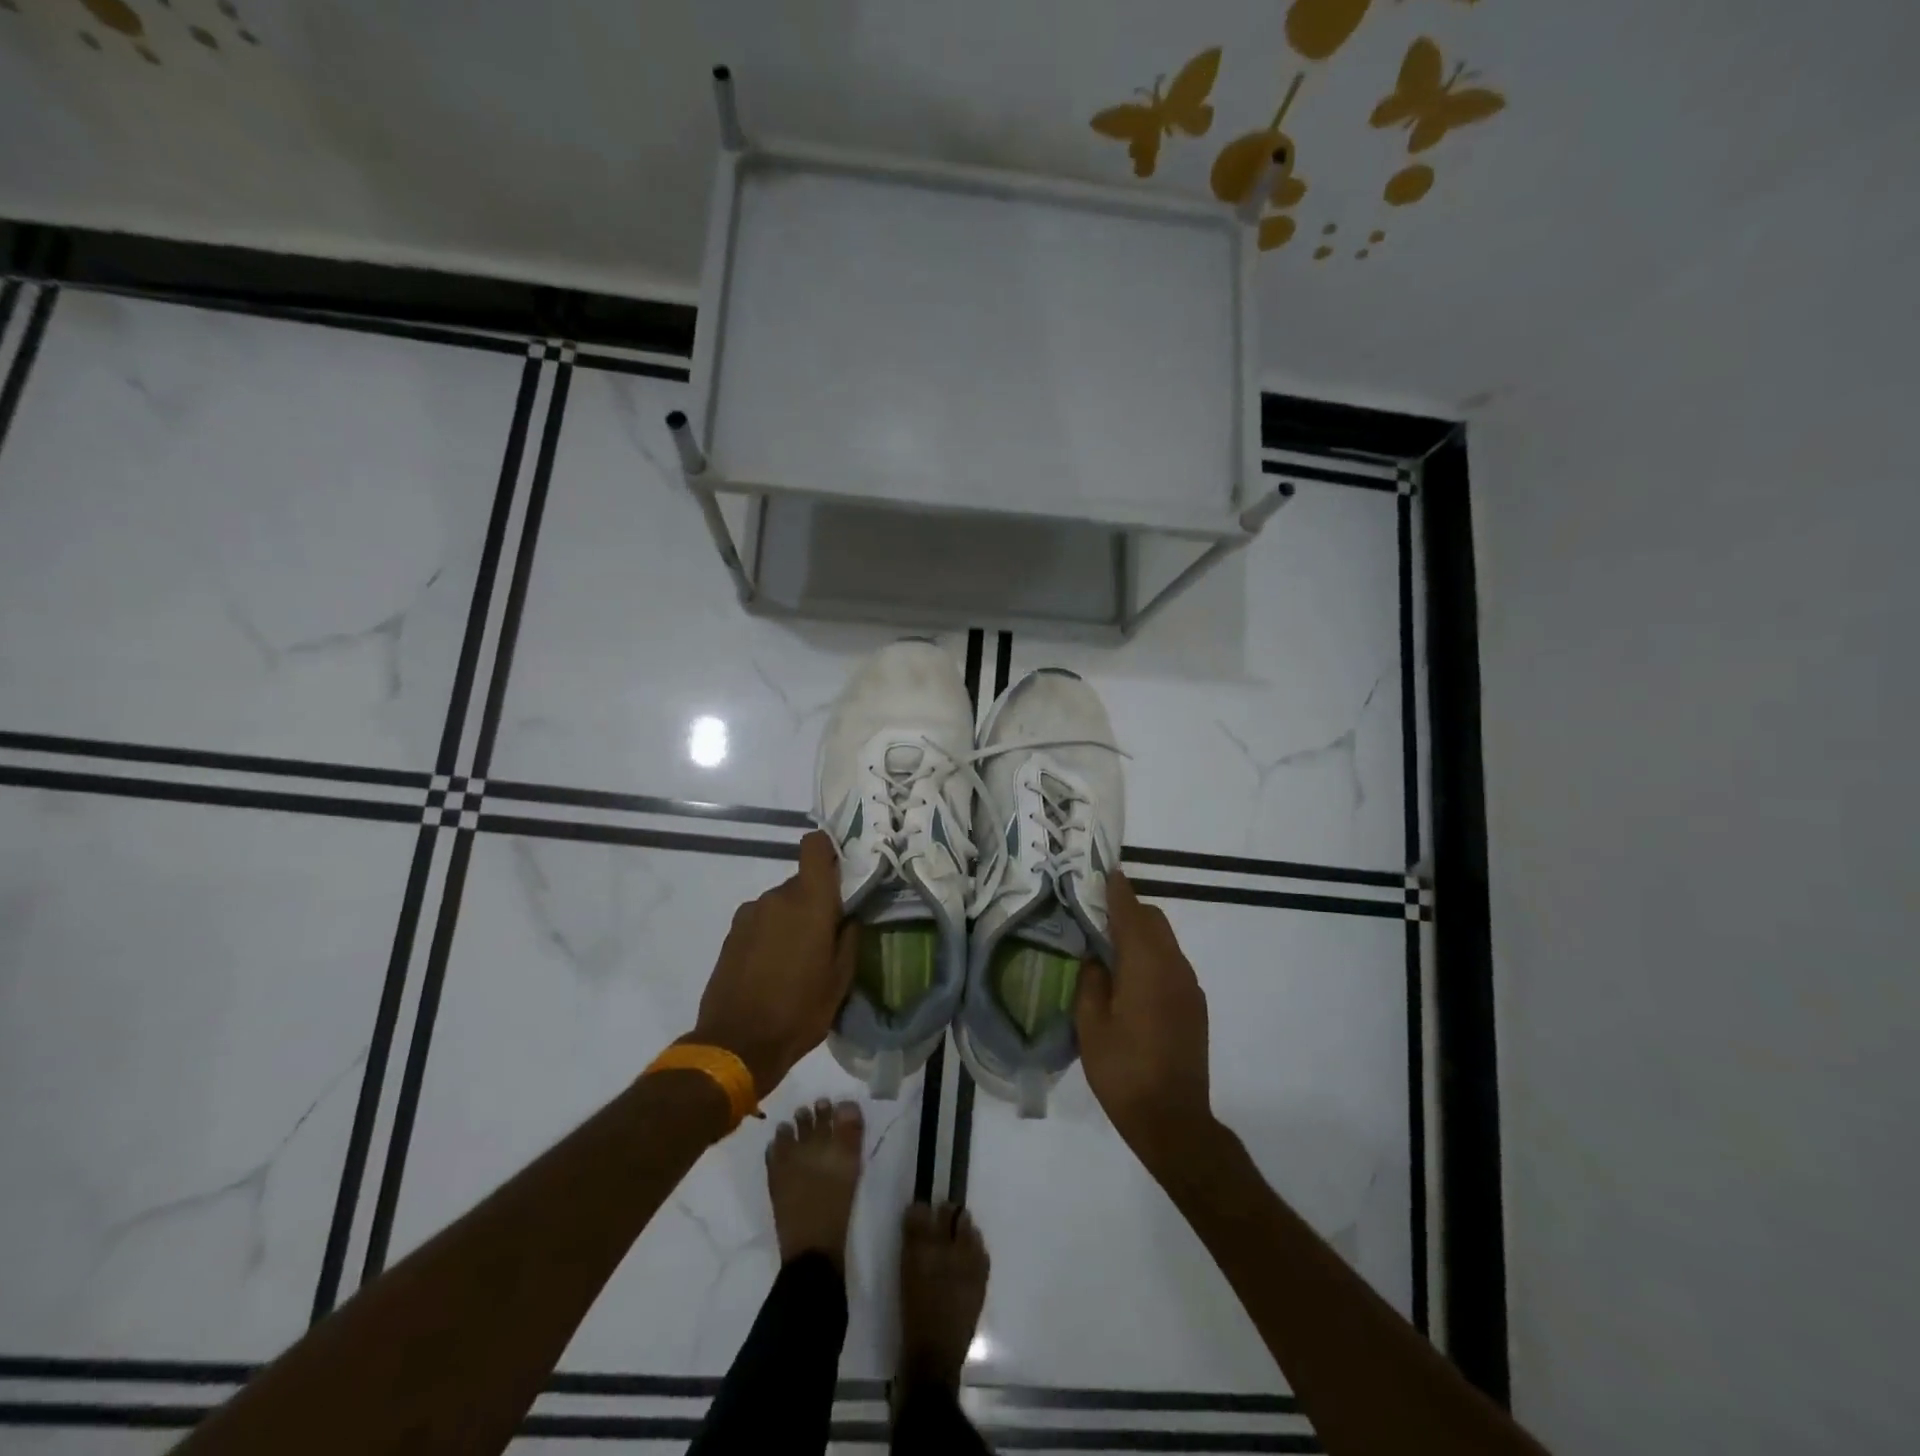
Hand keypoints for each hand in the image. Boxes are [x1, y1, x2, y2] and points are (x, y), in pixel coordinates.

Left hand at [688, 831, 855, 1096]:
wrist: (736, 1044)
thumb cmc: (799, 1011)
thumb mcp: (840, 980)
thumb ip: (849, 939)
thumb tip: (849, 917)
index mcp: (810, 901)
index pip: (814, 846)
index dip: (827, 850)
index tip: (839, 871)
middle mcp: (777, 897)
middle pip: (801, 882)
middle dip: (814, 902)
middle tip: (825, 936)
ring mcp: (750, 914)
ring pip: (780, 904)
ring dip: (790, 920)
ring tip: (796, 960)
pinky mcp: (731, 934)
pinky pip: (760, 921)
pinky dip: (770, 935)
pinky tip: (772, 968)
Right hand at [1075, 871, 1213, 1169]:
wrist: (1174, 1121)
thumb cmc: (1123, 1071)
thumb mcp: (1090, 1026)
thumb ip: (1091, 982)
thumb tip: (1096, 959)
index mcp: (1146, 966)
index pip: (1132, 914)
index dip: (1118, 891)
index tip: (1106, 872)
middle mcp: (1174, 968)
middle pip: (1154, 921)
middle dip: (1129, 910)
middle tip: (1098, 915)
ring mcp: (1189, 987)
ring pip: (1166, 942)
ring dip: (1142, 935)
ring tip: (1111, 948)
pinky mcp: (1195, 1006)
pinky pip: (1172, 964)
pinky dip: (1152, 956)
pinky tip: (1132, 980)